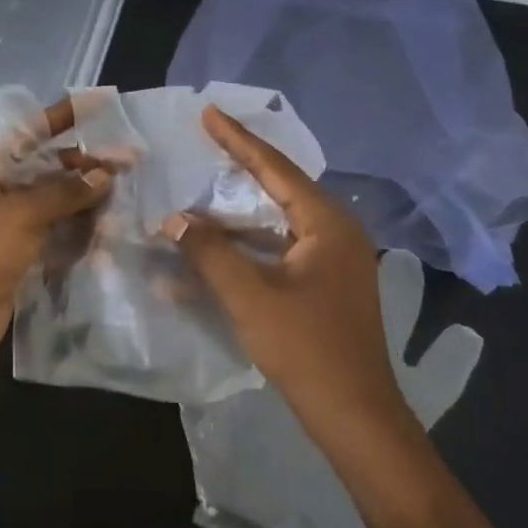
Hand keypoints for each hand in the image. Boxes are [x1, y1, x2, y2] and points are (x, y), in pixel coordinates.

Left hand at [0, 98, 110, 380]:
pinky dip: (79, 233)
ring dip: (86, 202)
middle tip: (128, 166)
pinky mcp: (20, 260)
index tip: (101, 104)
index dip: (63, 117)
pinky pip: (55, 237)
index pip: (27, 134)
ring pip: (55, 205)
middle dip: (83, 166)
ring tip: (125, 199)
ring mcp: (8, 230)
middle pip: (46, 170)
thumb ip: (61, 192)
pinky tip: (108, 234)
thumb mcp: (17, 215)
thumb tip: (103, 175)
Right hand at [166, 106, 409, 423]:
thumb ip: (208, 252)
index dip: (238, 139)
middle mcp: (335, 232)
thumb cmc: (306, 348)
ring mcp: (332, 260)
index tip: (209, 112)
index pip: (275, 168)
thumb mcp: (249, 296)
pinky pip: (278, 251)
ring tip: (195, 200)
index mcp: (327, 223)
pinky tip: (211, 254)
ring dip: (234, 218)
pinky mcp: (324, 285)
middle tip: (203, 142)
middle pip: (277, 190)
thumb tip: (173, 220)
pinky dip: (245, 250)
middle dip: (237, 170)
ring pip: (274, 223)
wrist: (355, 414)